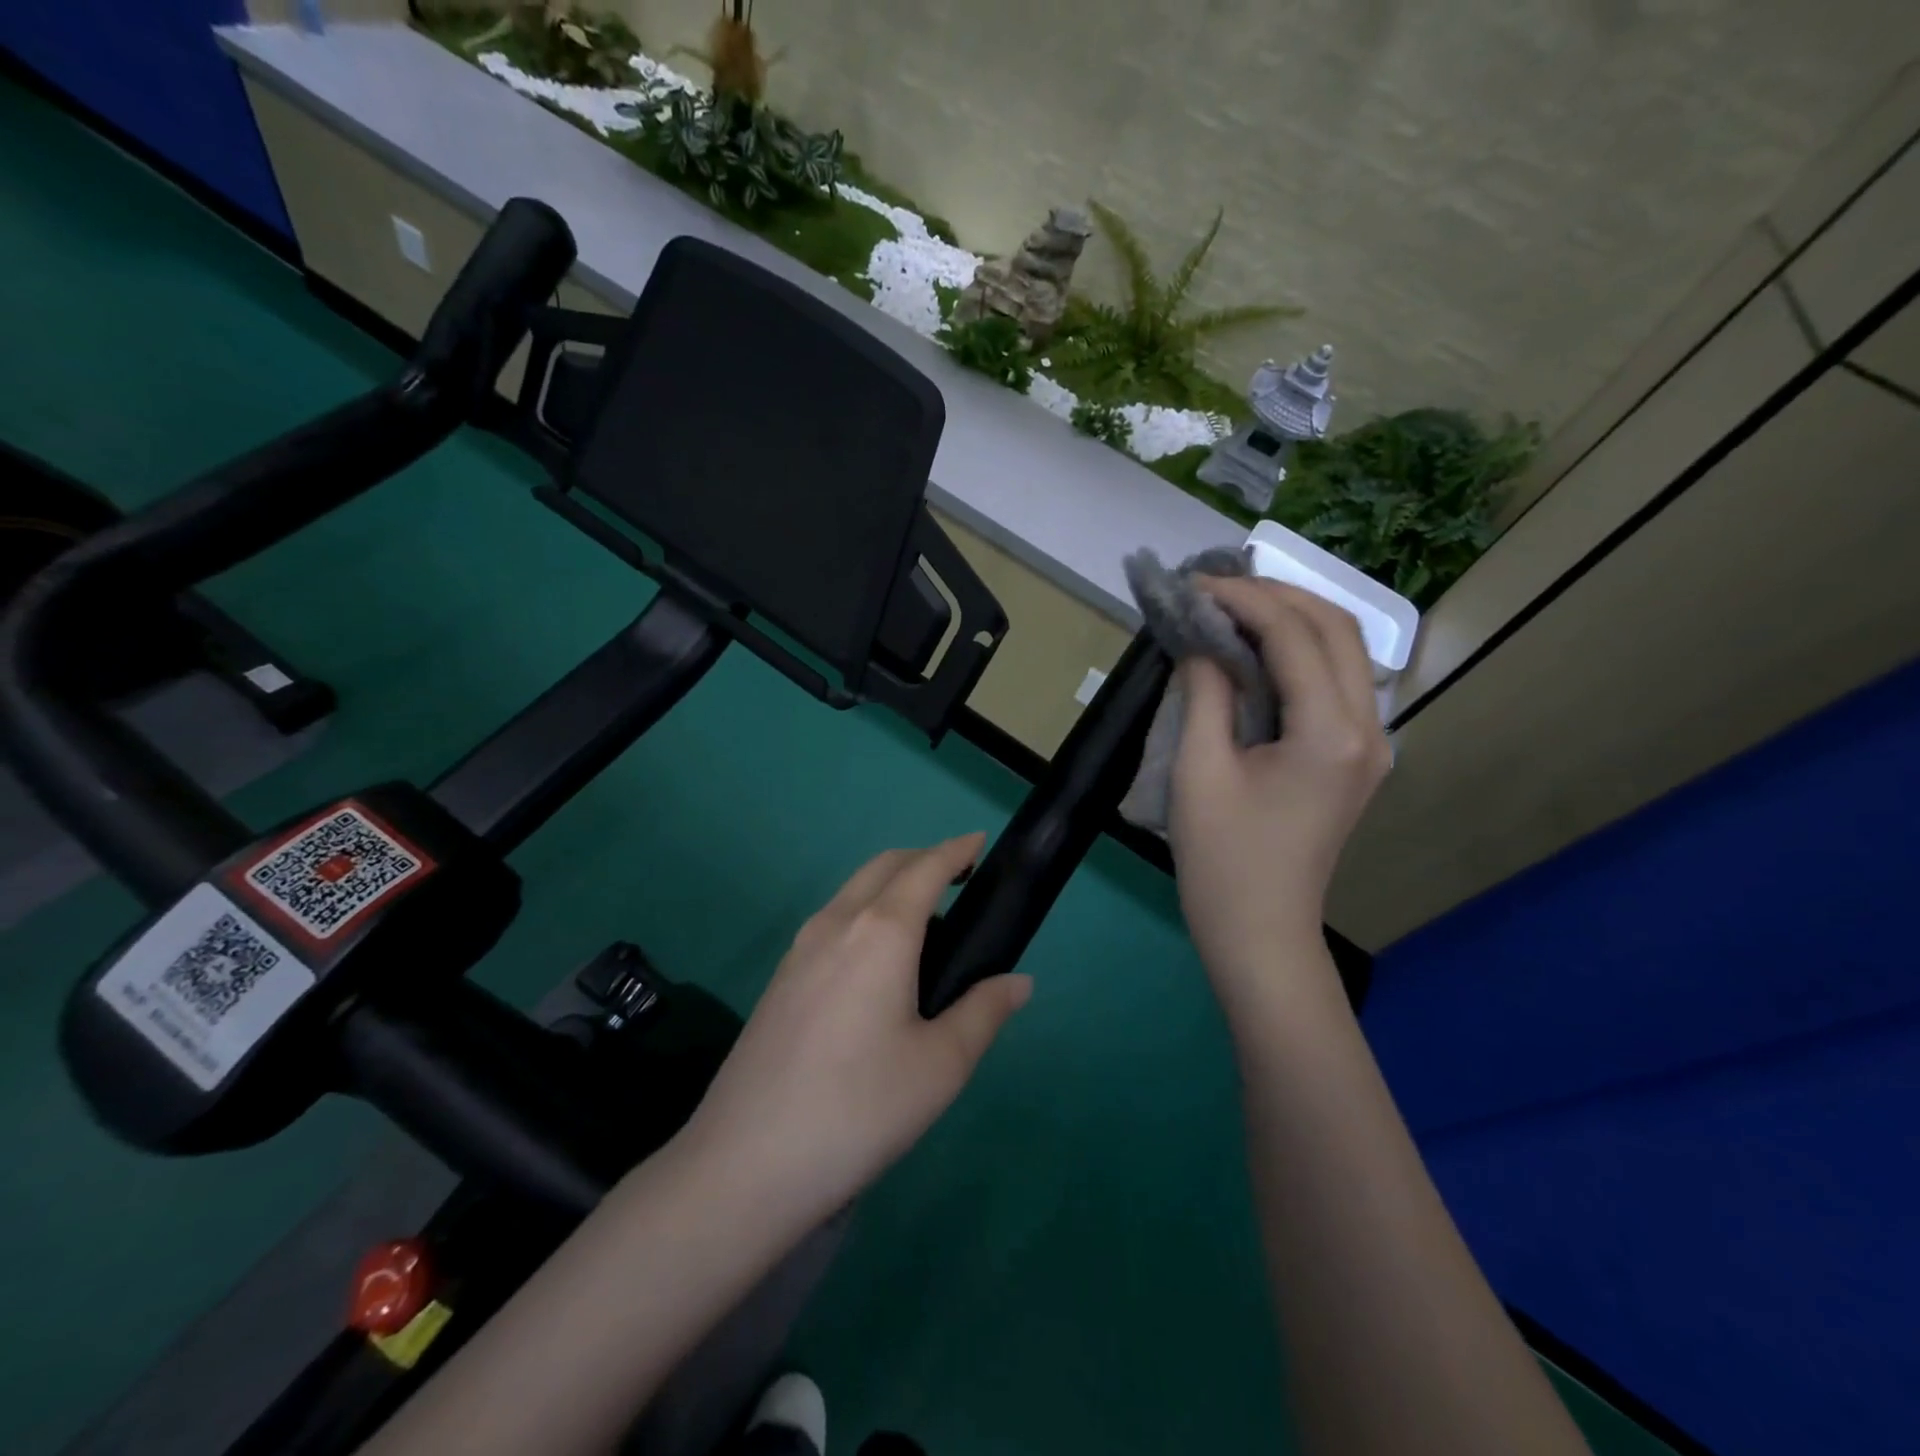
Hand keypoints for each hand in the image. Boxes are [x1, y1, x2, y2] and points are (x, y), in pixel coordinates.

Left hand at [678, 834, 1031, 1227]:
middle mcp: (837, 923)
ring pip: (852, 891)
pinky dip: (864, 912)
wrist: (745, 1163)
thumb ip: (984, 1012)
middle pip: (883, 866)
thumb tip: (1018, 982)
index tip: (979, 842)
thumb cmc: (859, 1108)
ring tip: (924, 923)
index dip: (956, 850)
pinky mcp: (780, 978)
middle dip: (923, 859)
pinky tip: (876, 963)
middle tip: (958, 880)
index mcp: (881, 932)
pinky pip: (832, 921)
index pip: (925, 868)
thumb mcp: (940, 1066)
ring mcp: (799, 948)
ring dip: (890, 884)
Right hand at [1168, 577, 1389, 1002]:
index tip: (1193, 586)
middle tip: (1214, 591)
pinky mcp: (1356, 757)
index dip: (1243, 599)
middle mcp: (1368, 728)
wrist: (1261, 933)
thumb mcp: (1199, 771)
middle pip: (1336, 628)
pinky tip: (1256, 651)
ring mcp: (1370, 744)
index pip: (1294, 635)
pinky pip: (1336, 681)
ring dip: (1291, 618)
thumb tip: (1201, 641)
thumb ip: (1206, 693)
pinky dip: (1298, 652)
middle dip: (1276, 596)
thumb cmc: (1222, 861)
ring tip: (1231, 609)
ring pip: (1344, 650)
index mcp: (1329, 733)